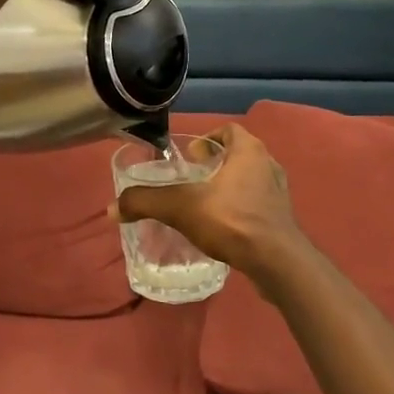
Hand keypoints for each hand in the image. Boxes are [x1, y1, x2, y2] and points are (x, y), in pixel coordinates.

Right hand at [115, 124, 311, 295]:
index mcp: (249, 150)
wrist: (277, 263)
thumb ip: (146, 203)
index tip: (189, 156)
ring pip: (249, 180)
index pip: (229, 130)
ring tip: (205, 205)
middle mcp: (268, 164)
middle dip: (215, 164)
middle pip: (238, 154)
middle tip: (192, 180)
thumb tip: (111, 207)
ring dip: (229, 187)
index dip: (207, 138)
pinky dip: (240, 209)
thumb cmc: (232, 220)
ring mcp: (279, 193)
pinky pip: (257, 205)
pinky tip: (223, 228)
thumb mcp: (181, 207)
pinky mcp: (282, 219)